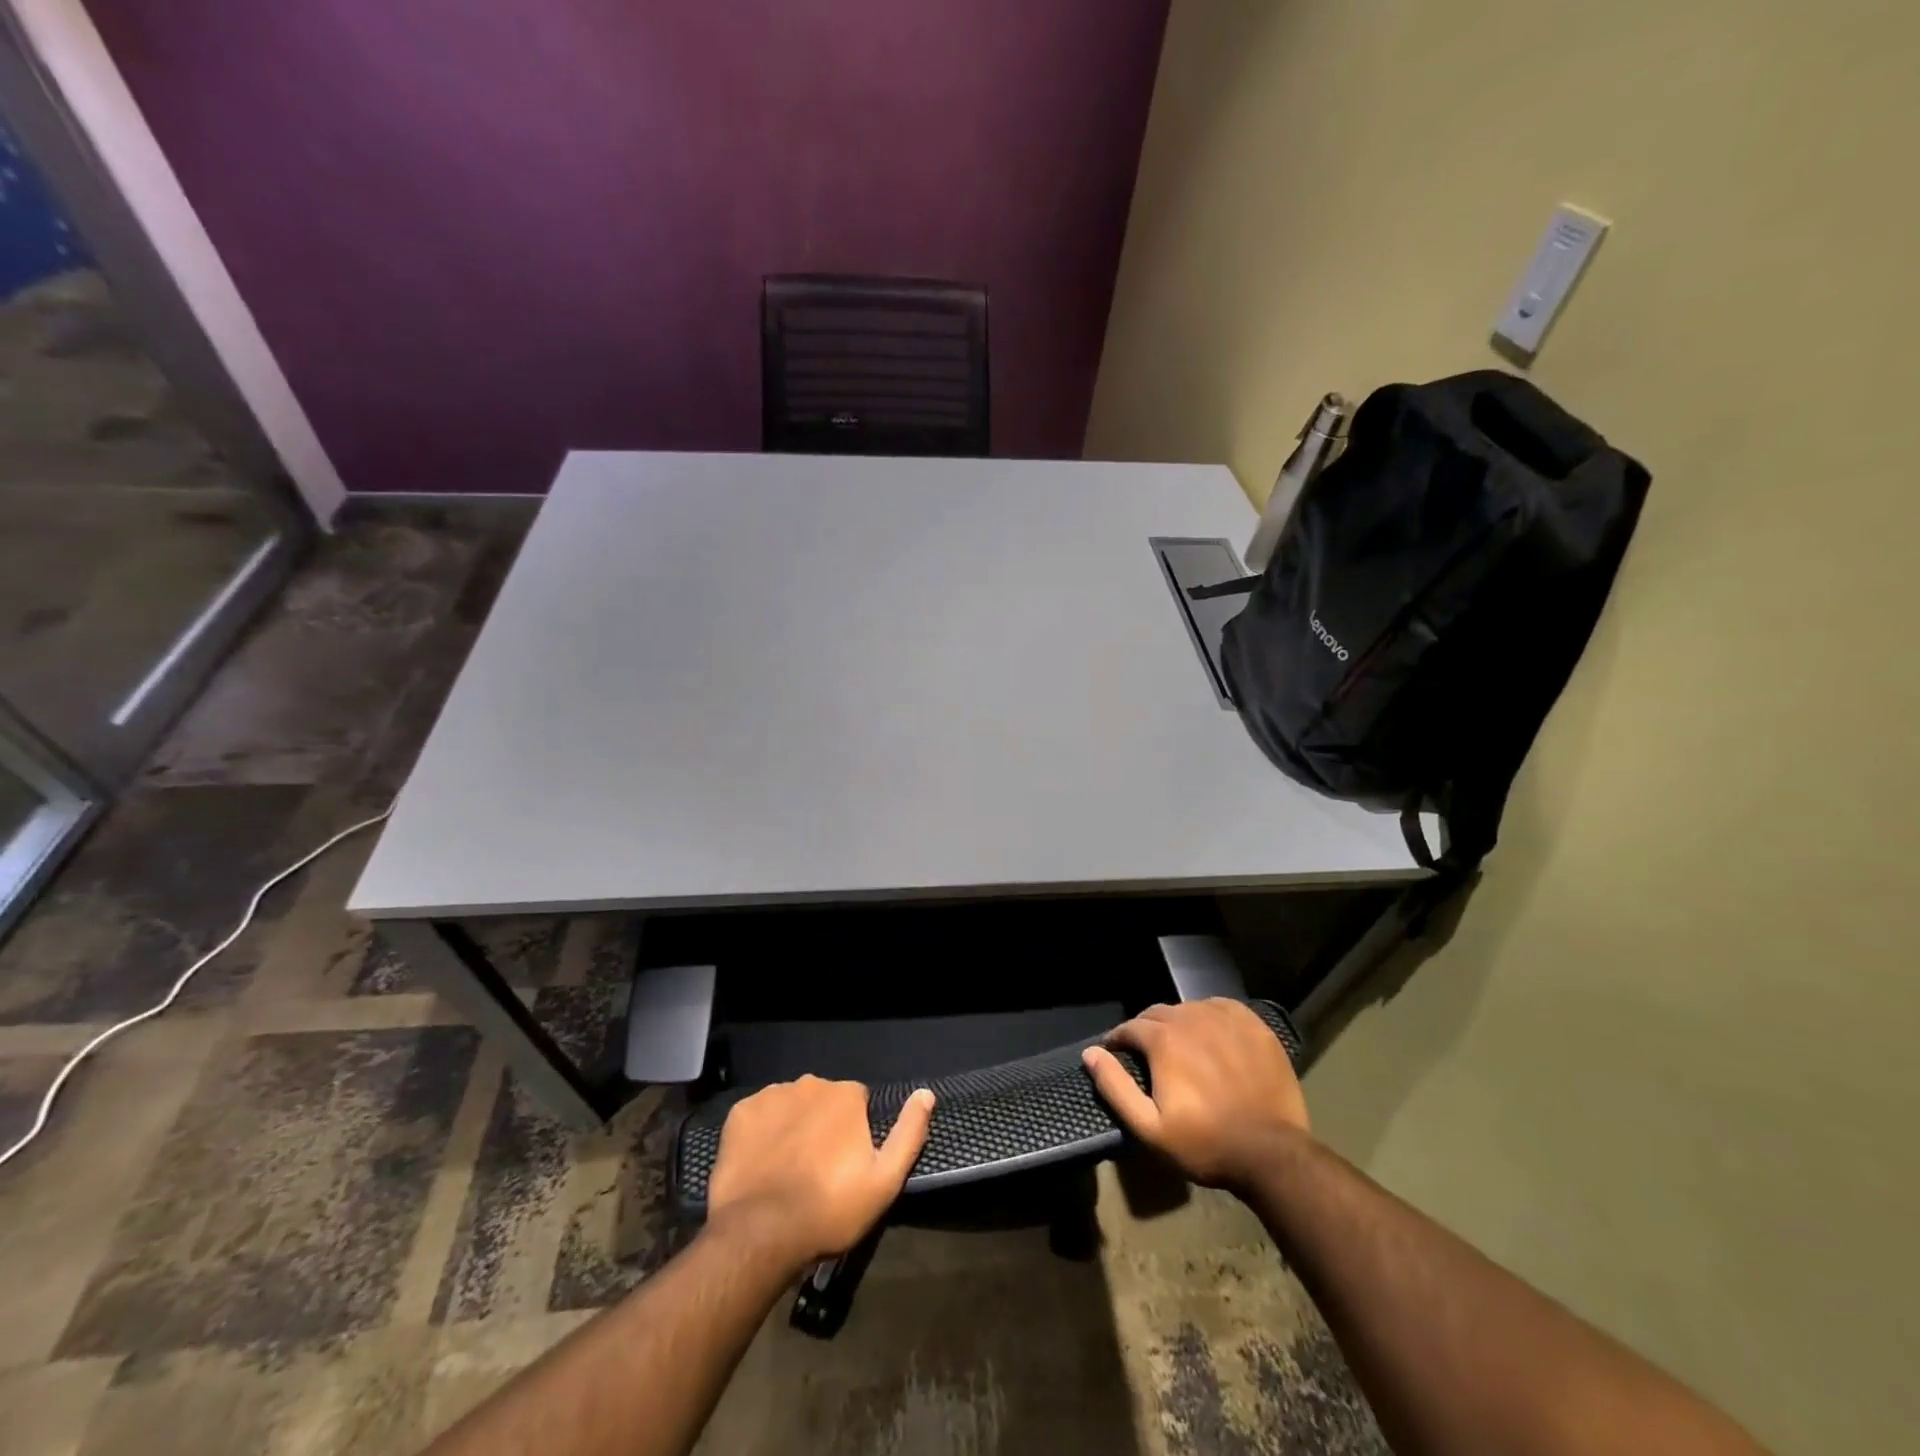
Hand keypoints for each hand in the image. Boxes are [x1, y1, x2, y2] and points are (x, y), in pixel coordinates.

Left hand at [705, 1076, 934, 1270]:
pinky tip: (760, 1163)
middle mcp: (810, 1083)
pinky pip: (757, 1115)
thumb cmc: (829, 1209)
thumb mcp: (885, 1181)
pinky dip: (761, 1132)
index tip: (846, 1164)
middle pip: (823, 1101)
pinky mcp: (739, 1113)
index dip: (854, 1132)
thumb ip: (909, 1133)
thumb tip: (926, 1094)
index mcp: (846, 1095)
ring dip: (792, 1127)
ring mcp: (771, 1096)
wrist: (759, 1233)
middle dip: (822, 1125)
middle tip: (817, 1170)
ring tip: (787, 1169)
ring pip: (790, 1106)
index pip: (857, 1103)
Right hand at [1082, 999, 1308, 1188]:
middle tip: (1149, 1056)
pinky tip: (1212, 1035)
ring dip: (1178, 1024)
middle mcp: (1191, 1017)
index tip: (1117, 1055)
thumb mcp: (1149, 1127)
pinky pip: (1221, 1008)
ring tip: (1181, 1047)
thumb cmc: (1205, 1144)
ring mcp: (1225, 1018)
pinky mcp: (1254, 1025)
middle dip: (1147, 1031)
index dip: (1119, 1040)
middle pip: (1158, 1013)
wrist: (1271, 1154)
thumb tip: (1091, 1053)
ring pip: (1189, 1009)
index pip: (1130, 1027)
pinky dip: (1210, 1017)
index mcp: (1164, 1039)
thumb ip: (1115, 1086)